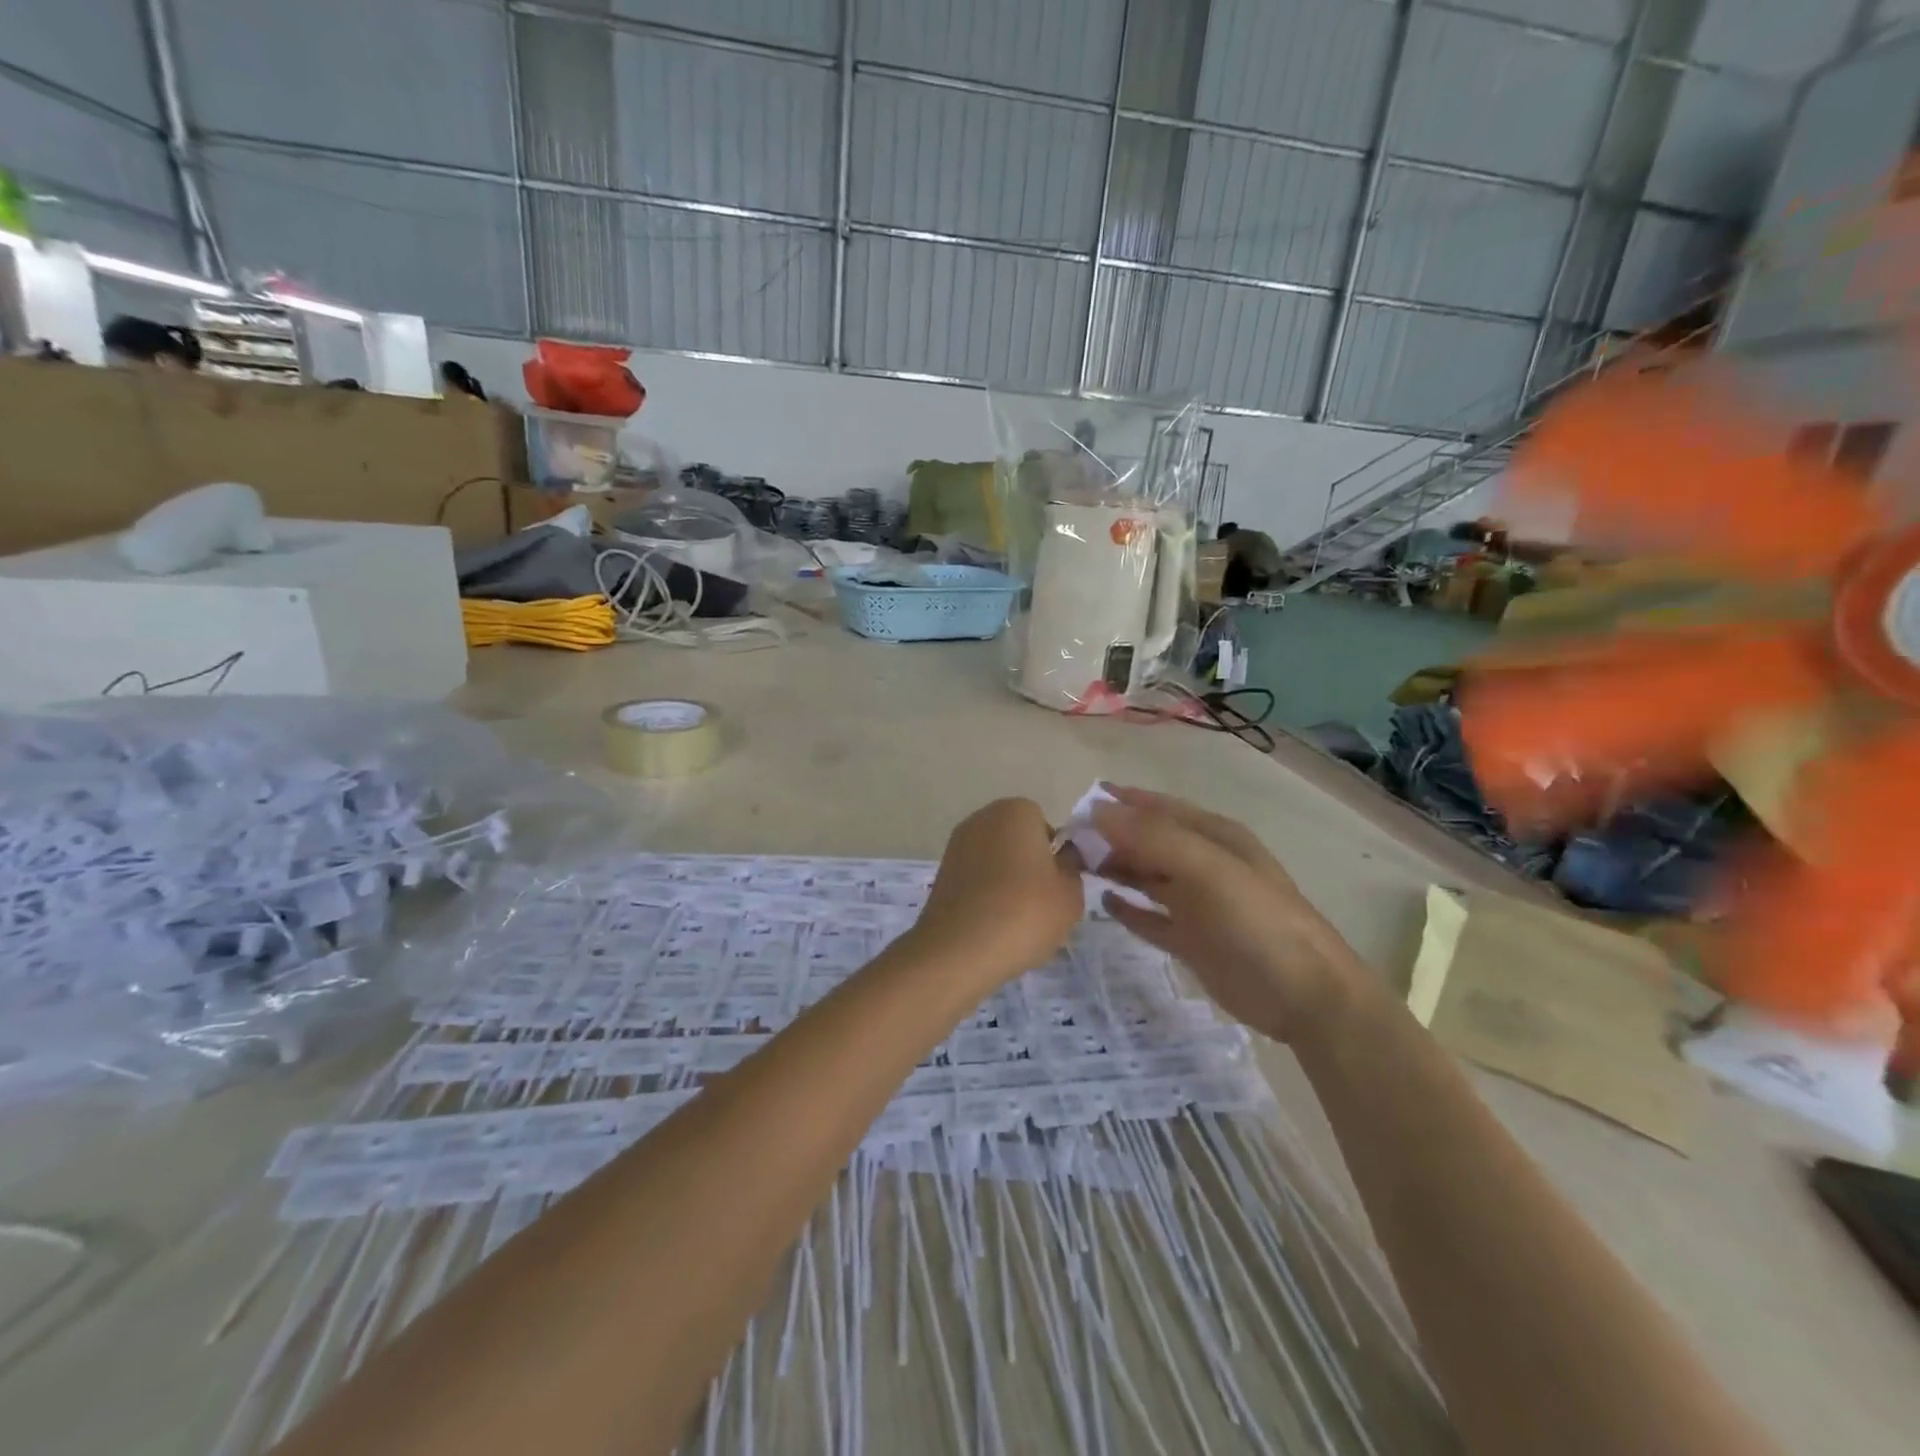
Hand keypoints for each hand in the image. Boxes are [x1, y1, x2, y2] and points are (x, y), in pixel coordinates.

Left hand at [909, 798, 1084, 986]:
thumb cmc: (1024, 913)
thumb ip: (1073, 868)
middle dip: (1030, 865)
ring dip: (1007, 880)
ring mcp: (956, 844)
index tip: (1058, 885)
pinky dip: (986, 894)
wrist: (959, 950)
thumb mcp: (1070, 895)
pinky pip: (976, 878)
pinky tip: (992, 924)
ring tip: (1016, 919)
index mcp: (1016, 810)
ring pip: (996, 860)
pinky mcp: (941, 872)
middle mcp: (982, 818)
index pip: (1046, 826)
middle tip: (1041, 903)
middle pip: (1018, 840)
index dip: (1056, 855)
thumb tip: (1064, 857)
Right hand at [1090, 786, 1367, 1040]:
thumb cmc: (1258, 921)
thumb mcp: (1208, 869)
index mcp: (1214, 837)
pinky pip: (1151, 918)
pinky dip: (1129, 909)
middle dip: (1111, 838)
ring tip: (1075, 868)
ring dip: (1115, 869)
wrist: (1305, 996)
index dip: (1122, 803)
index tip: (1079, 802)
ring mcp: (1198, 904)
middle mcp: (1204, 864)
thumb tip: (1098, 811)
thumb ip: (1154, 838)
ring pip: (1146, 877)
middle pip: (1149, 842)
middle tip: (1066, 843)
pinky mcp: (1192, 941)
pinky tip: (1105, 904)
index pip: (1159, 809)